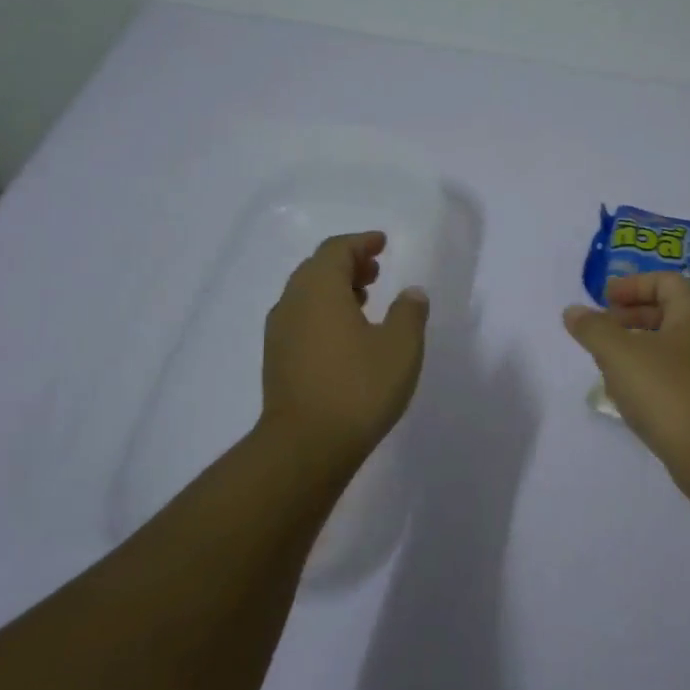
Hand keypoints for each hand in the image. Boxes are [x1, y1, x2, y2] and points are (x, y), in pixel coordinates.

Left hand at [261, 231, 429, 463]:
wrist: (306, 446)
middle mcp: (292, 303)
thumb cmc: (358, 387)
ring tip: (365, 299)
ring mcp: (279, 333)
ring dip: (335, 289)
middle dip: (347, 264)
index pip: (336, 250)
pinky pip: (301, 319)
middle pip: (317, 269)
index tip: (382, 243)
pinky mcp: (277, 360)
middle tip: (376, 270)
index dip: (361, 243)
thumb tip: (411, 292)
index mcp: (319, 289)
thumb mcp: (401, 347)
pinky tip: (346, 335)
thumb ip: (409, 312)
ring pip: (307, 295)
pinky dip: (324, 312)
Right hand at [564, 272, 689, 478]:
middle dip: (632, 315)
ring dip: (639, 345)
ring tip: (609, 361)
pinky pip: (677, 372)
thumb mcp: (619, 354)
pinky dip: (651, 371)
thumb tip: (573, 311)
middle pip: (669, 311)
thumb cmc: (665, 390)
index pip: (666, 281)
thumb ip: (593, 328)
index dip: (633, 284)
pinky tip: (630, 392)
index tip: (605, 299)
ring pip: (672, 345)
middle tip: (603, 327)